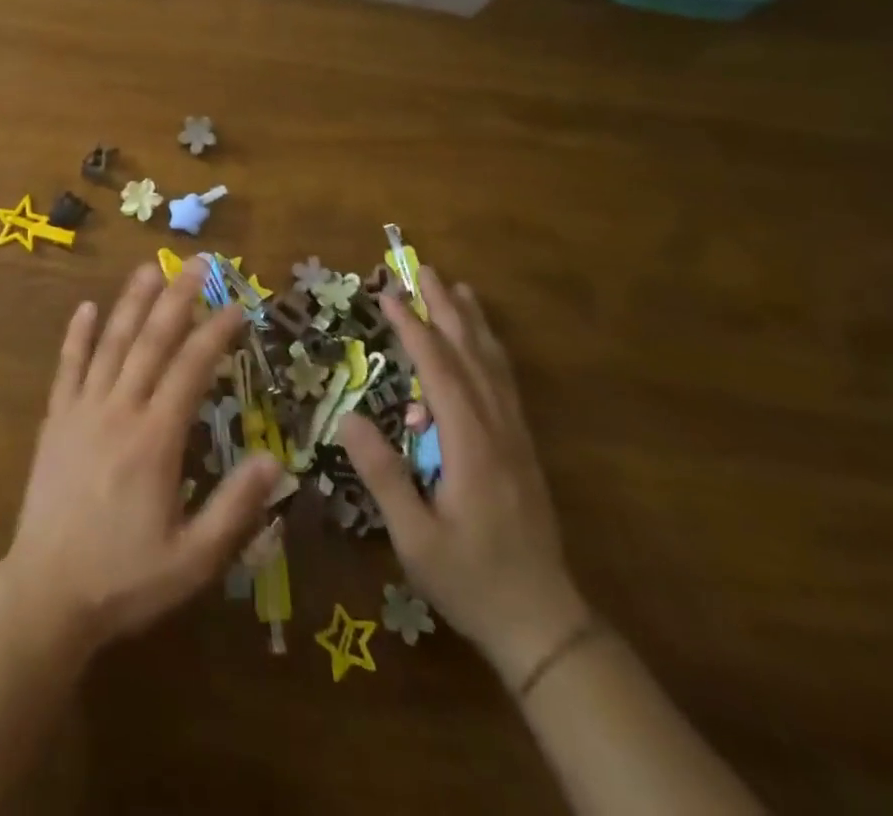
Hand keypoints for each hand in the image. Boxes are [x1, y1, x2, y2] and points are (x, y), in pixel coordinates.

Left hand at [0, 261, 283, 657]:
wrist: (46, 593)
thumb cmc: (125, 579)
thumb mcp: (194, 560)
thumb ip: (235, 509)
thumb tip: (274, 460)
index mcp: (156, 439)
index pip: (191, 369)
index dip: (216, 333)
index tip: (237, 306)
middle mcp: (119, 411)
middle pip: (151, 341)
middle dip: (177, 298)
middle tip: (197, 262)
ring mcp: (82, 410)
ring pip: (110, 344)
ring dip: (131, 303)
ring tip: (149, 268)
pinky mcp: (54, 420)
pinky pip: (66, 368)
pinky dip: (76, 336)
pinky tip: (85, 308)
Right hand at [339, 266, 588, 686]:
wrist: (543, 622)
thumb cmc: (470, 580)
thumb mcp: (416, 538)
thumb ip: (385, 476)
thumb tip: (349, 417)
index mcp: (471, 446)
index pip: (439, 371)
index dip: (414, 329)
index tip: (389, 295)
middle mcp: (498, 430)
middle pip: (471, 355)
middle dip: (445, 309)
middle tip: (424, 269)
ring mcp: (515, 437)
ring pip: (494, 365)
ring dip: (472, 323)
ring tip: (458, 288)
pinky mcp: (521, 448)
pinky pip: (505, 384)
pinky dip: (491, 351)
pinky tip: (482, 342)